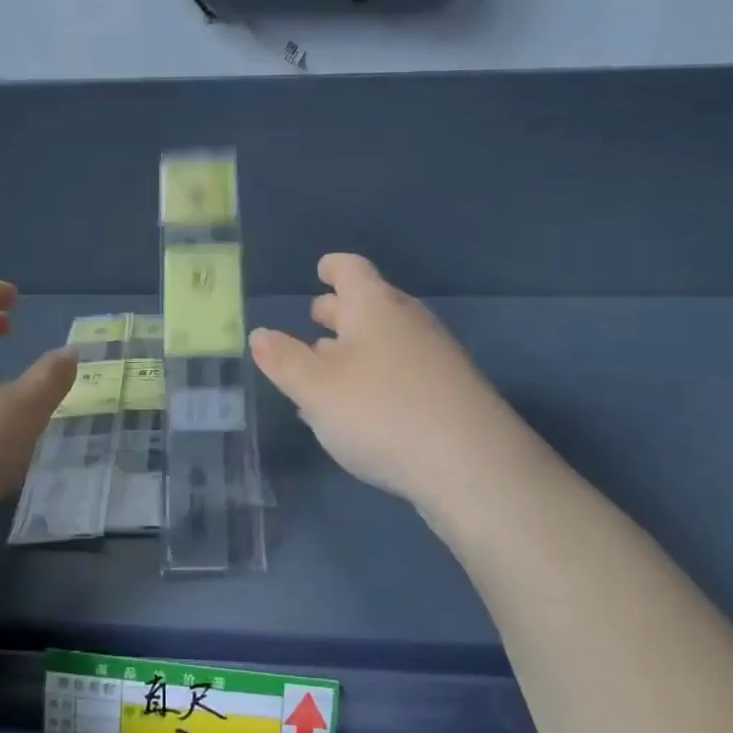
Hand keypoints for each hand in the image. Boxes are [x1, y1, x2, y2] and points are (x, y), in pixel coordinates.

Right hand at [250, 254, 524, 513]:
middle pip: (371, 304)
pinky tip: (360, 407)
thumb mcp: (314, 388)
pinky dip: (375, 376)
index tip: (321, 269)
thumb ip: (283, 360)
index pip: (353, 270)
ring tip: (326, 366)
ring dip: (356, 347)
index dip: (334, 267)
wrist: (472, 465)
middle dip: (340, 310)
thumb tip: (260, 334)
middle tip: (316, 317)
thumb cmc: (380, 411)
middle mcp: (408, 323)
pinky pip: (402, 371)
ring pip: (387, 340)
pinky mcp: (449, 394)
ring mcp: (435, 358)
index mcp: (374, 307)